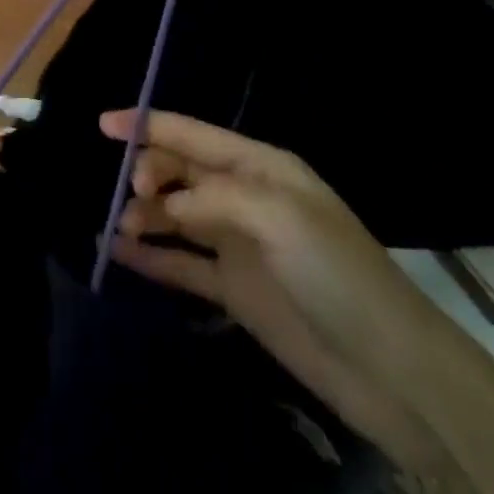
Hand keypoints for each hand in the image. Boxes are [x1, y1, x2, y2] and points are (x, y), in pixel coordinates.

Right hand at [99, 109, 438, 445]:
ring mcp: (239, 244)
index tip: (104, 125)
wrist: (389, 368)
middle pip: (182, 172)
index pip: (195, 135)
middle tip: (133, 197)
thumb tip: (164, 205)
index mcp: (261, 166)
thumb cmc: (337, 273)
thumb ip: (215, 199)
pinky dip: (152, 257)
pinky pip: (183, 264)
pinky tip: (119, 255)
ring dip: (146, 215)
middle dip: (150, 173)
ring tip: (120, 230)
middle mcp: (246, 197)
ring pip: (177, 215)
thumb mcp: (280, 217)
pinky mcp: (235, 290)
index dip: (150, 125)